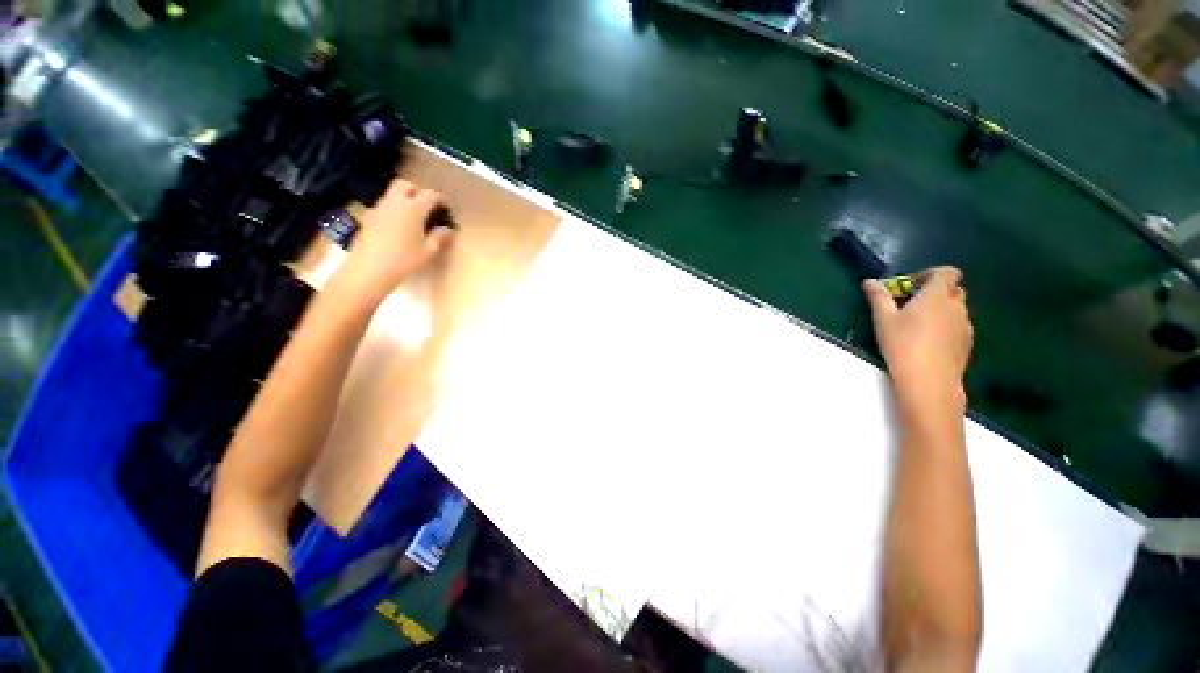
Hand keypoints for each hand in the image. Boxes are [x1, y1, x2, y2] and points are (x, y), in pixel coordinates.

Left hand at [333, 178, 453, 301]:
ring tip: (414, 218)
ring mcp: (378, 209)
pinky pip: (384, 206)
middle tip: (426, 207)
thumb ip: (439, 238)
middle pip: (406, 185)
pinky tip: (399, 227)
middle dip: (417, 191)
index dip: (440, 199)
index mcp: (413, 209)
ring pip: (392, 194)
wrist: (368, 271)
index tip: (446, 209)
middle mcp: (394, 203)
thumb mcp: (428, 252)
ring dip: (404, 200)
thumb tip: (446, 229)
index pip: (430, 194)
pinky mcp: (369, 218)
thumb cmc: (403, 261)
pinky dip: (394, 210)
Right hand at [863, 267, 973, 425]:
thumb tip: (870, 281)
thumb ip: (878, 297)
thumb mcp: (883, 319)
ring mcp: (965, 325)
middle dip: (934, 293)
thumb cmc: (903, 344)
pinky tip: (927, 343)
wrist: (929, 380)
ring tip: (917, 326)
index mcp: (937, 295)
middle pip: (952, 290)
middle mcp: (956, 306)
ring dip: (940, 310)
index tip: (911, 286)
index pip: (947, 272)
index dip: (931, 274)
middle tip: (911, 305)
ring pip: (956, 309)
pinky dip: (945, 327)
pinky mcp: (967, 343)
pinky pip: (958, 326)